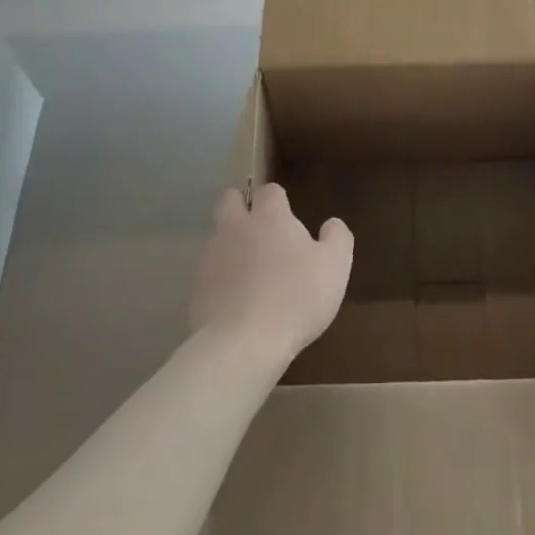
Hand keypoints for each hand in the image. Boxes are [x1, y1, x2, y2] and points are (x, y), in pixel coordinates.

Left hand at [192, 183, 351, 369]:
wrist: (244, 344)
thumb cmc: (297, 297)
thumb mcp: (335, 266)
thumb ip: (337, 238)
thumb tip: (332, 224)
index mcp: (270, 217)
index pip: (270, 190)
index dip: (279, 201)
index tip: (290, 218)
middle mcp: (236, 229)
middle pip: (230, 200)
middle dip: (241, 206)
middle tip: (261, 230)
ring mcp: (211, 258)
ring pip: (217, 237)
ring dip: (231, 246)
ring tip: (251, 274)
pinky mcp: (197, 289)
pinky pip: (210, 274)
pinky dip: (222, 281)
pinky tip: (238, 303)